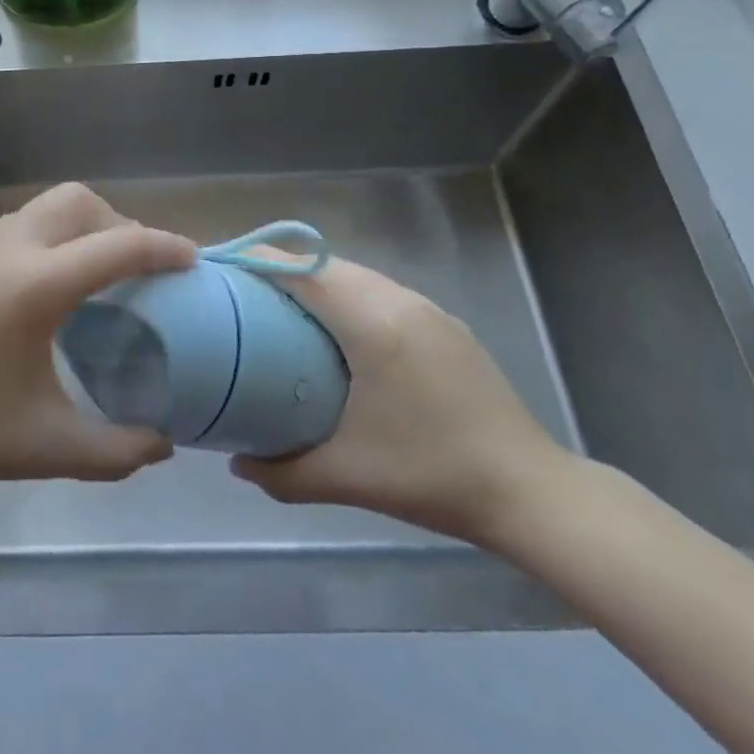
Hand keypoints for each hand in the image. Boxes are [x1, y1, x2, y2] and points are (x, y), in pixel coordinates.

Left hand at [0, 184, 193, 503]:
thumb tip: (162, 443)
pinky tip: (39, 290)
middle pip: (79, 201)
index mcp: (36, 284)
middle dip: (118, 223)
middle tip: (136, 270)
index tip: (192, 259)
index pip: (119, 246)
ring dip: (79, 228)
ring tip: (91, 278)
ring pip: (44, 208)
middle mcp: (9, 246)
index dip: (163, 247)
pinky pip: (16, 226)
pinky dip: (46, 239)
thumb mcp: (44, 446)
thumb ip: (115, 449)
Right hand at [229, 254, 571, 547]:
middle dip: (281, 269)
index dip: (259, 261)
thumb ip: (282, 471)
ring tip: (282, 310)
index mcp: (373, 323)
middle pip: (327, 265)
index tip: (223, 271)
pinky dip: (348, 297)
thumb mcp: (347, 477)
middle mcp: (400, 301)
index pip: (304, 270)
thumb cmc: (432, 475)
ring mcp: (428, 309)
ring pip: (357, 276)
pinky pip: (382, 292)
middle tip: (243, 296)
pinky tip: (338, 334)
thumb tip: (235, 461)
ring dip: (317, 282)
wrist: (531, 492)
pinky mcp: (445, 324)